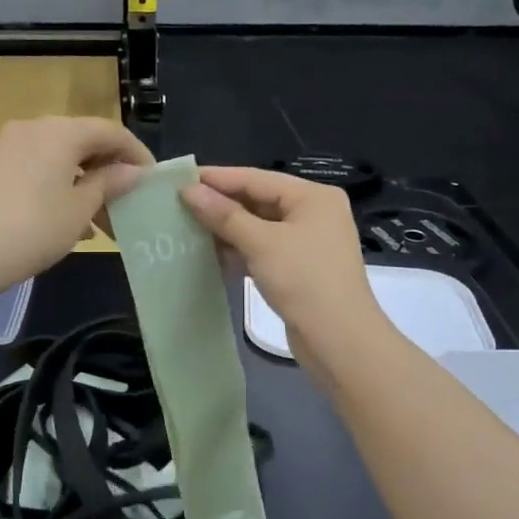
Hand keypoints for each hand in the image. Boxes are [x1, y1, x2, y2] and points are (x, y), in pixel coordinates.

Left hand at [0, 117, 152, 293]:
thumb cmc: (35, 227)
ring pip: (63, 159)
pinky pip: (42, 170)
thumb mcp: (81, 208)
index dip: (137, 154)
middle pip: (85, 142)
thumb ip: (110, 183)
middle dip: (110, 173)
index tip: (154, 180)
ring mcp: (12, 147)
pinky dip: (63, 188)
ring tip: (104, 223)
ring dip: (87, 185)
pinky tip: (73, 224)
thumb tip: (132, 171)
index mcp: (62, 131)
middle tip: (129, 204)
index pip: (111, 131)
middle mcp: (36, 128)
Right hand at [180, 167, 383, 362]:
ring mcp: (307, 242)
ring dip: (227, 228)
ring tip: (187, 227)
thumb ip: (224, 215)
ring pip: (259, 226)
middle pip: (258, 200)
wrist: (339, 340)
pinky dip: (239, 249)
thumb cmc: (304, 280)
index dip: (218, 178)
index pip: (256, 178)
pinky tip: (210, 253)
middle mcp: (313, 213)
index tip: (180, 178)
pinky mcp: (299, 268)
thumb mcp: (261, 243)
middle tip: (179, 204)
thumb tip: (189, 190)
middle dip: (220, 204)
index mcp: (312, 196)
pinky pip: (263, 249)